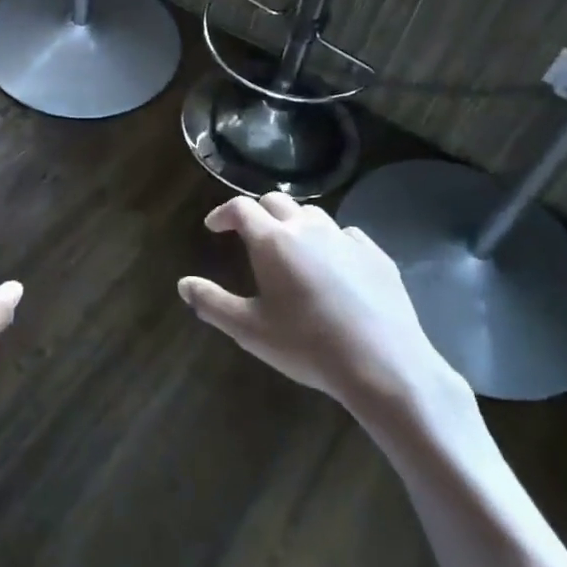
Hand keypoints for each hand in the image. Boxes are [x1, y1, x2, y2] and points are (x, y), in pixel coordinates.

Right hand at [180, 193, 471, 441]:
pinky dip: (329, 240)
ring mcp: (345, 238)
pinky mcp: (375, 254)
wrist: (383, 365)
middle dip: (258, 212)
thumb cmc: (307, 346)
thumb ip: (212, 303)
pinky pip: (345, 234)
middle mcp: (307, 228)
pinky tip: (332, 263)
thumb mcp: (250, 330)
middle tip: (249, 234)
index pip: (241, 208)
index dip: (223, 213)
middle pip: (276, 201)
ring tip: (290, 246)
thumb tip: (183, 285)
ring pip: (312, 214)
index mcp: (272, 241)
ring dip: (294, 222)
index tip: (214, 227)